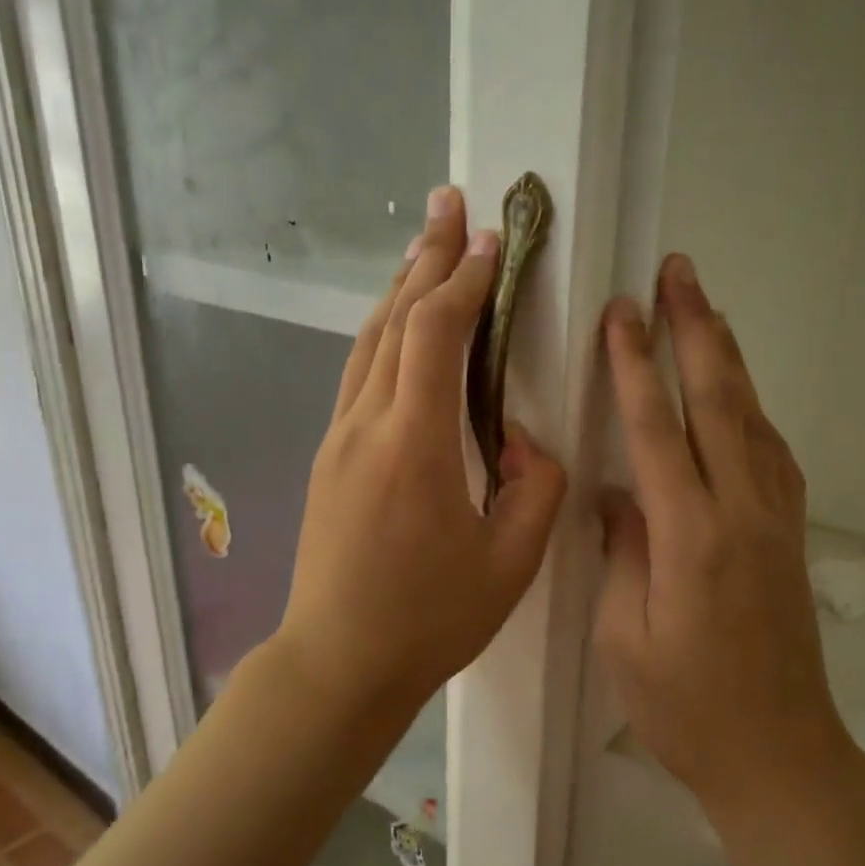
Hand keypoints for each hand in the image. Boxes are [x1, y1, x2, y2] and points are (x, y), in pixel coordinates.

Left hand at [277, 186, 567, 720]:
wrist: (338, 662)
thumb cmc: (429, 619)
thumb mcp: (511, 563)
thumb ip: (536, 488)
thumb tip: (522, 441)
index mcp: (414, 445)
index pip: (436, 335)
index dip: (464, 281)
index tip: (491, 240)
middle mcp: (367, 426)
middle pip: (393, 320)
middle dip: (425, 258)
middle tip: (448, 203)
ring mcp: (339, 440)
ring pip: (368, 344)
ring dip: (399, 289)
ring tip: (424, 248)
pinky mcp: (328, 459)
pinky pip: (359, 376)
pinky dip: (385, 335)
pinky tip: (400, 329)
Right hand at [595, 254, 845, 803]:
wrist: (779, 754)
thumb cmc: (686, 709)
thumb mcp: (625, 638)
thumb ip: (621, 553)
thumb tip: (617, 494)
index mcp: (691, 539)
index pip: (657, 431)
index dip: (636, 368)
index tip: (622, 313)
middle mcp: (743, 513)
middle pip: (720, 402)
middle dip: (697, 331)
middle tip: (679, 272)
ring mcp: (777, 520)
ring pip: (753, 418)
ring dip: (729, 359)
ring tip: (707, 310)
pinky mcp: (791, 535)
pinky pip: (771, 453)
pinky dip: (751, 408)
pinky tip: (738, 394)